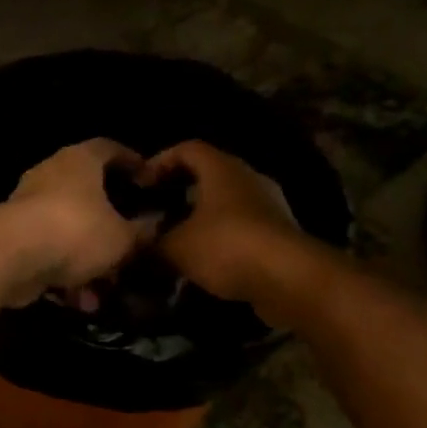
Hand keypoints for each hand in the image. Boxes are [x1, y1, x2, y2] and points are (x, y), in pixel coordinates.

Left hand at [4, 139, 154, 306]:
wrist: (12, 256)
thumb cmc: (76, 230)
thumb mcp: (122, 237)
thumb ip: (141, 231)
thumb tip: (155, 225)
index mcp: (80, 160)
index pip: (109, 149)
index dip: (131, 162)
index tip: (147, 179)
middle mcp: (51, 175)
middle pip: (87, 192)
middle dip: (109, 221)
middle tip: (130, 240)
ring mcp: (28, 205)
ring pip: (68, 229)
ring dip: (87, 258)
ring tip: (107, 286)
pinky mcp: (13, 237)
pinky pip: (49, 252)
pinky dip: (65, 273)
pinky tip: (81, 300)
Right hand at [146, 141, 305, 309]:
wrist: (288, 278)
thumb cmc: (226, 247)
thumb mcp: (176, 247)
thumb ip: (153, 243)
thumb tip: (138, 245)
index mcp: (221, 169)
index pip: (187, 148)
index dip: (160, 161)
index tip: (141, 183)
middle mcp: (248, 178)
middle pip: (209, 174)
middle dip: (180, 191)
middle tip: (156, 211)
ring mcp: (268, 205)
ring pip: (226, 202)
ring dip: (201, 217)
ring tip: (177, 239)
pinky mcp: (279, 233)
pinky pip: (242, 226)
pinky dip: (221, 237)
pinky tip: (204, 260)